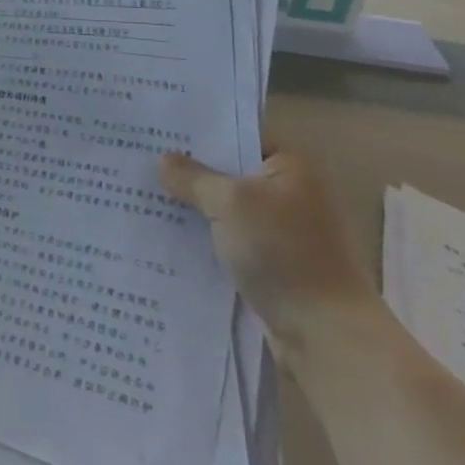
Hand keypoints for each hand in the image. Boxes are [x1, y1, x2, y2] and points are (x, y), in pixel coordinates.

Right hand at [159, 148, 378, 347]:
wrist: (325, 335)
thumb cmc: (283, 253)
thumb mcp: (230, 204)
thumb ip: (194, 178)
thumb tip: (164, 160)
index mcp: (290, 165)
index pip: (237, 134)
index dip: (198, 133)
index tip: (156, 130)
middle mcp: (289, 191)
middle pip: (228, 171)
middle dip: (188, 170)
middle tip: (139, 159)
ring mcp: (281, 229)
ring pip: (225, 207)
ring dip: (193, 206)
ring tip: (142, 194)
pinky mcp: (271, 261)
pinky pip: (229, 237)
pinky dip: (203, 236)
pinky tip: (165, 233)